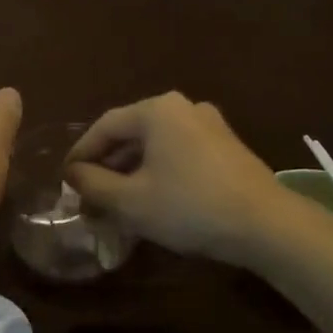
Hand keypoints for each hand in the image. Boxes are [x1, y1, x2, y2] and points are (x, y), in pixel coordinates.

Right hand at [64, 92, 286, 266]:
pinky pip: (179, 154)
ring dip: (132, 173)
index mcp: (157, 110)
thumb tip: (73, 173)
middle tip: (89, 197)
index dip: (81, 154)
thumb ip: (93, 184)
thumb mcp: (131, 201)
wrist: (266, 225)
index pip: (105, 127)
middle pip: (131, 134)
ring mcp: (210, 125)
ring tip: (117, 204)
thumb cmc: (189, 206)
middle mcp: (183, 107)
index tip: (66, 181)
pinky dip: (159, 173)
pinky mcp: (227, 147)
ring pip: (156, 146)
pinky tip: (153, 201)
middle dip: (107, 167)